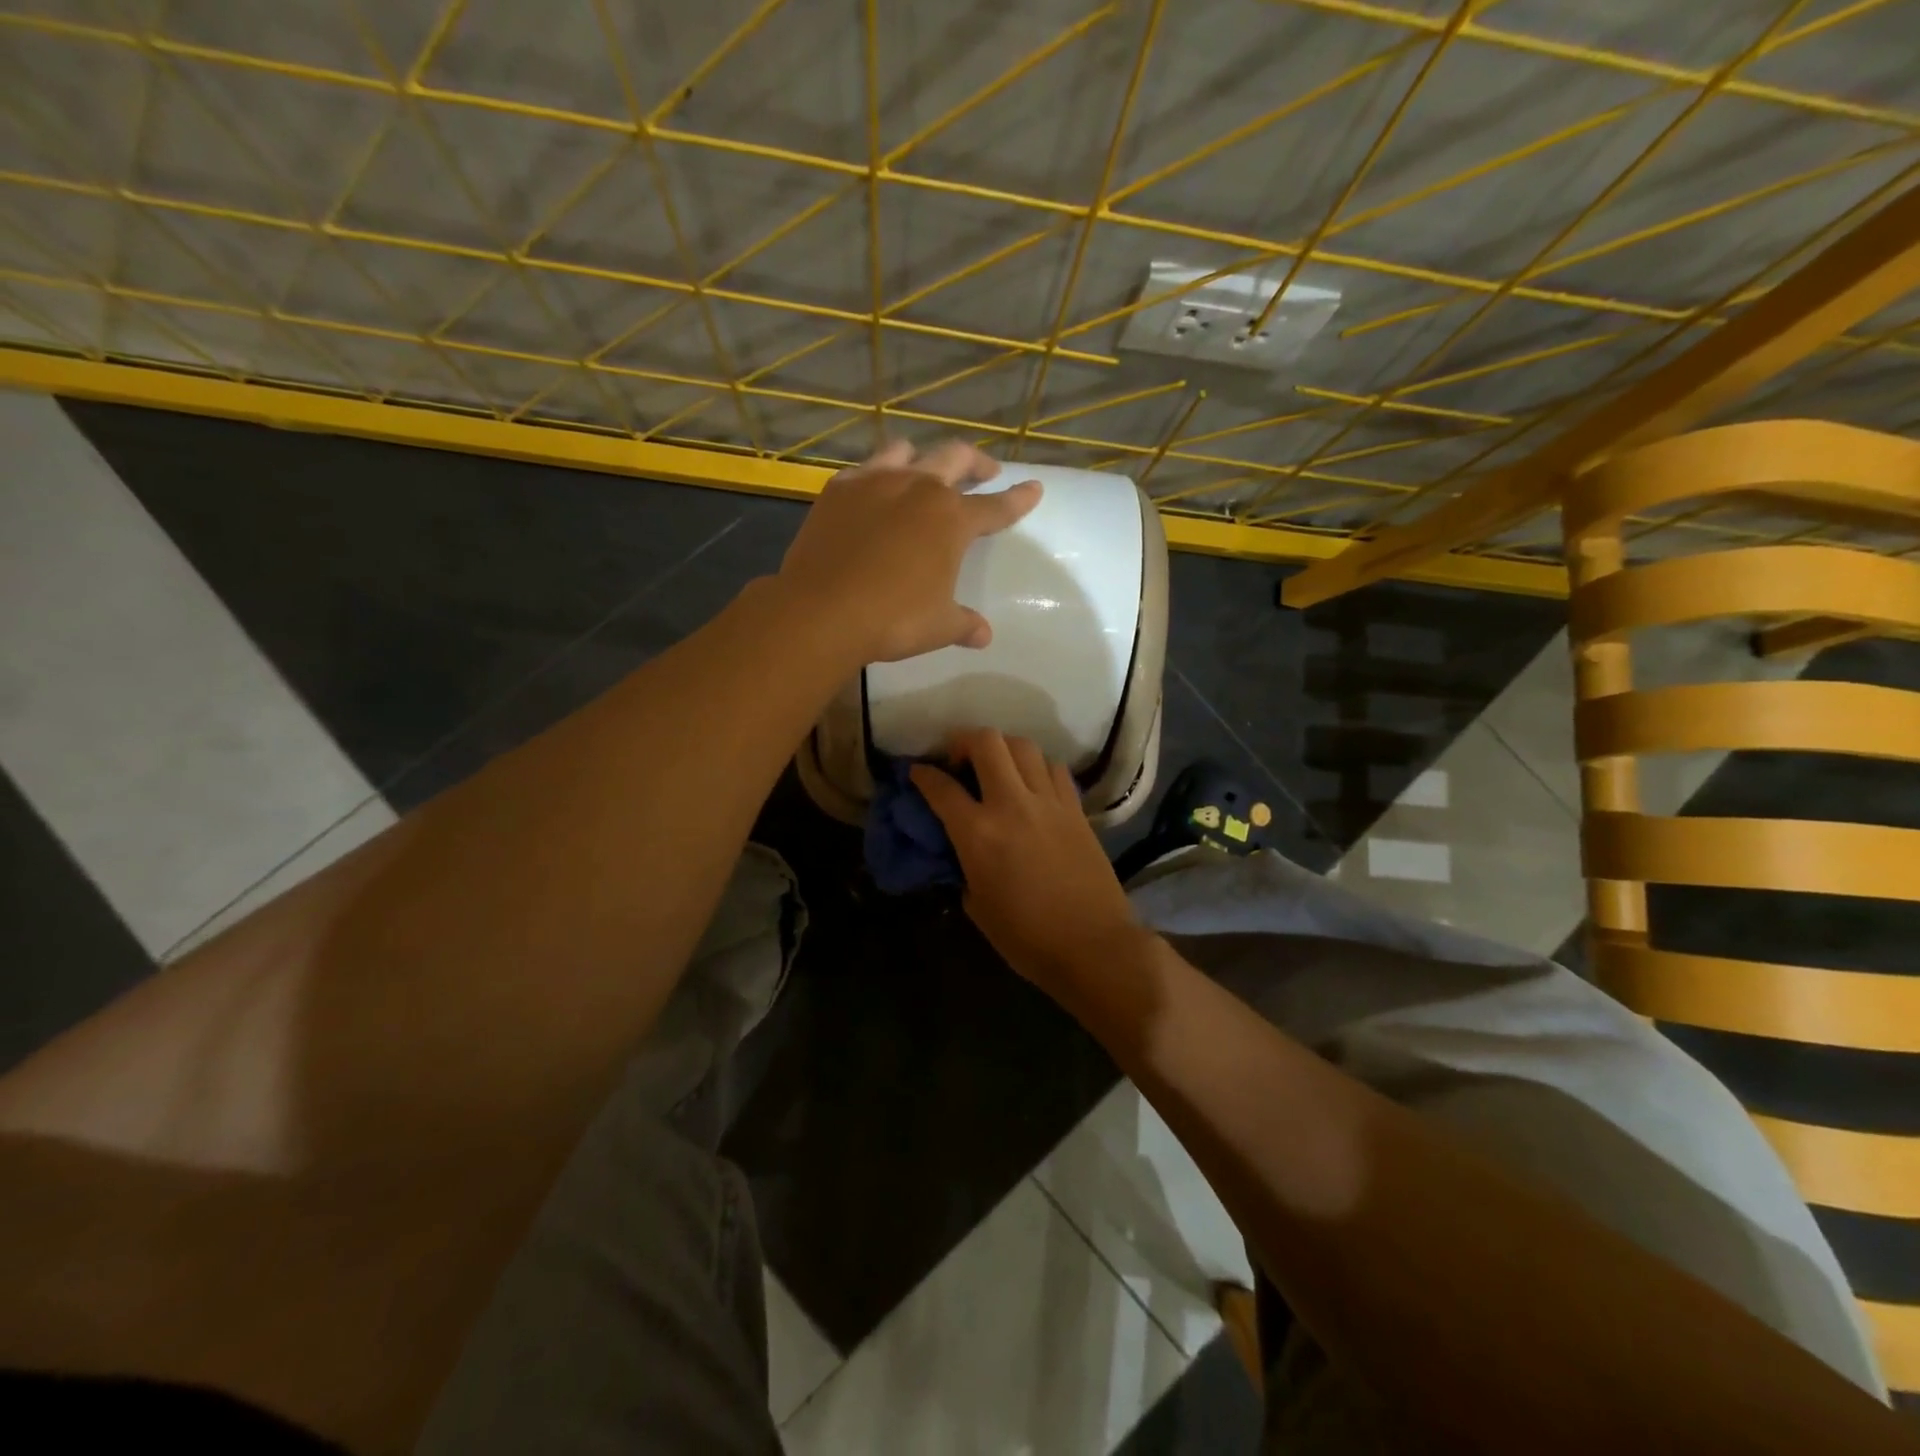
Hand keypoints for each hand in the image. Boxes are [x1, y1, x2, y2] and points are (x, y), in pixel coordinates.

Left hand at [775, 439, 1041, 664]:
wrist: (822, 610)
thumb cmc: (893, 619)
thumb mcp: (939, 626)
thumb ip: (964, 624)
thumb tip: (984, 635)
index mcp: (951, 519)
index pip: (995, 507)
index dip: (1017, 500)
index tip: (1033, 488)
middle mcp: (918, 489)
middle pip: (956, 458)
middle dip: (976, 463)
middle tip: (986, 471)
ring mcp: (875, 483)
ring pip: (906, 451)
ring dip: (924, 457)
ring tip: (926, 470)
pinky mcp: (838, 490)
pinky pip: (864, 469)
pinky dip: (877, 474)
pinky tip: (874, 490)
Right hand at [911, 729, 1144, 991]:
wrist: (1093, 946)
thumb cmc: (1027, 938)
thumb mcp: (977, 907)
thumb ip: (964, 867)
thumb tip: (965, 851)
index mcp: (978, 834)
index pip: (941, 787)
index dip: (922, 774)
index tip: (917, 772)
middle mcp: (1012, 804)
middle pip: (986, 742)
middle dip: (964, 741)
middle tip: (959, 761)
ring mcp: (1049, 802)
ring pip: (1023, 745)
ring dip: (1003, 749)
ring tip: (997, 768)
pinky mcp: (1076, 809)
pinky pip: (1053, 769)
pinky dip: (1037, 768)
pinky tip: (1033, 786)